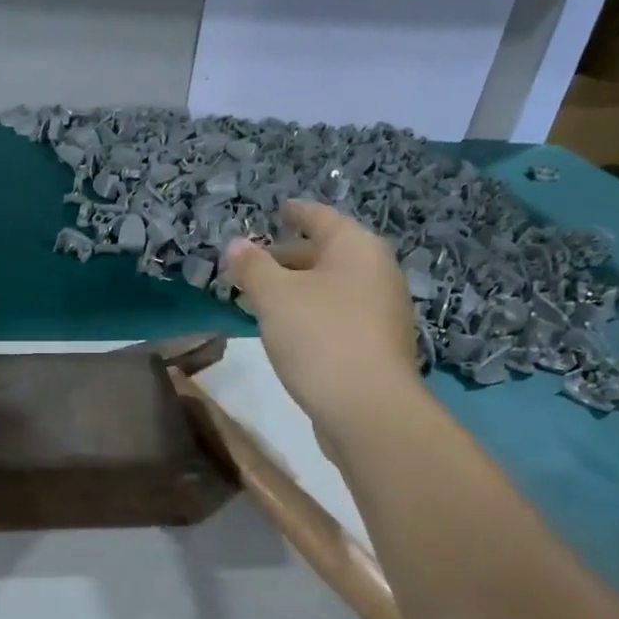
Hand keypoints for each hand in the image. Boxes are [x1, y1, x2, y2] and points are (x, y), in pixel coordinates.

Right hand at [221, 201, 420, 448]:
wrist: (368, 408)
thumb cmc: (319, 337)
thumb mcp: (274, 296)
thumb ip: (252, 266)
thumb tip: (236, 244)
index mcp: (356, 248)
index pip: (321, 218)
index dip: (297, 213)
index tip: (279, 210)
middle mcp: (377, 272)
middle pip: (328, 253)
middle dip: (290, 256)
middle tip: (255, 262)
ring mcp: (382, 310)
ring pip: (332, 286)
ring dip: (299, 287)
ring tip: (263, 297)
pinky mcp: (378, 345)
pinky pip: (339, 313)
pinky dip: (312, 311)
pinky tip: (288, 329)